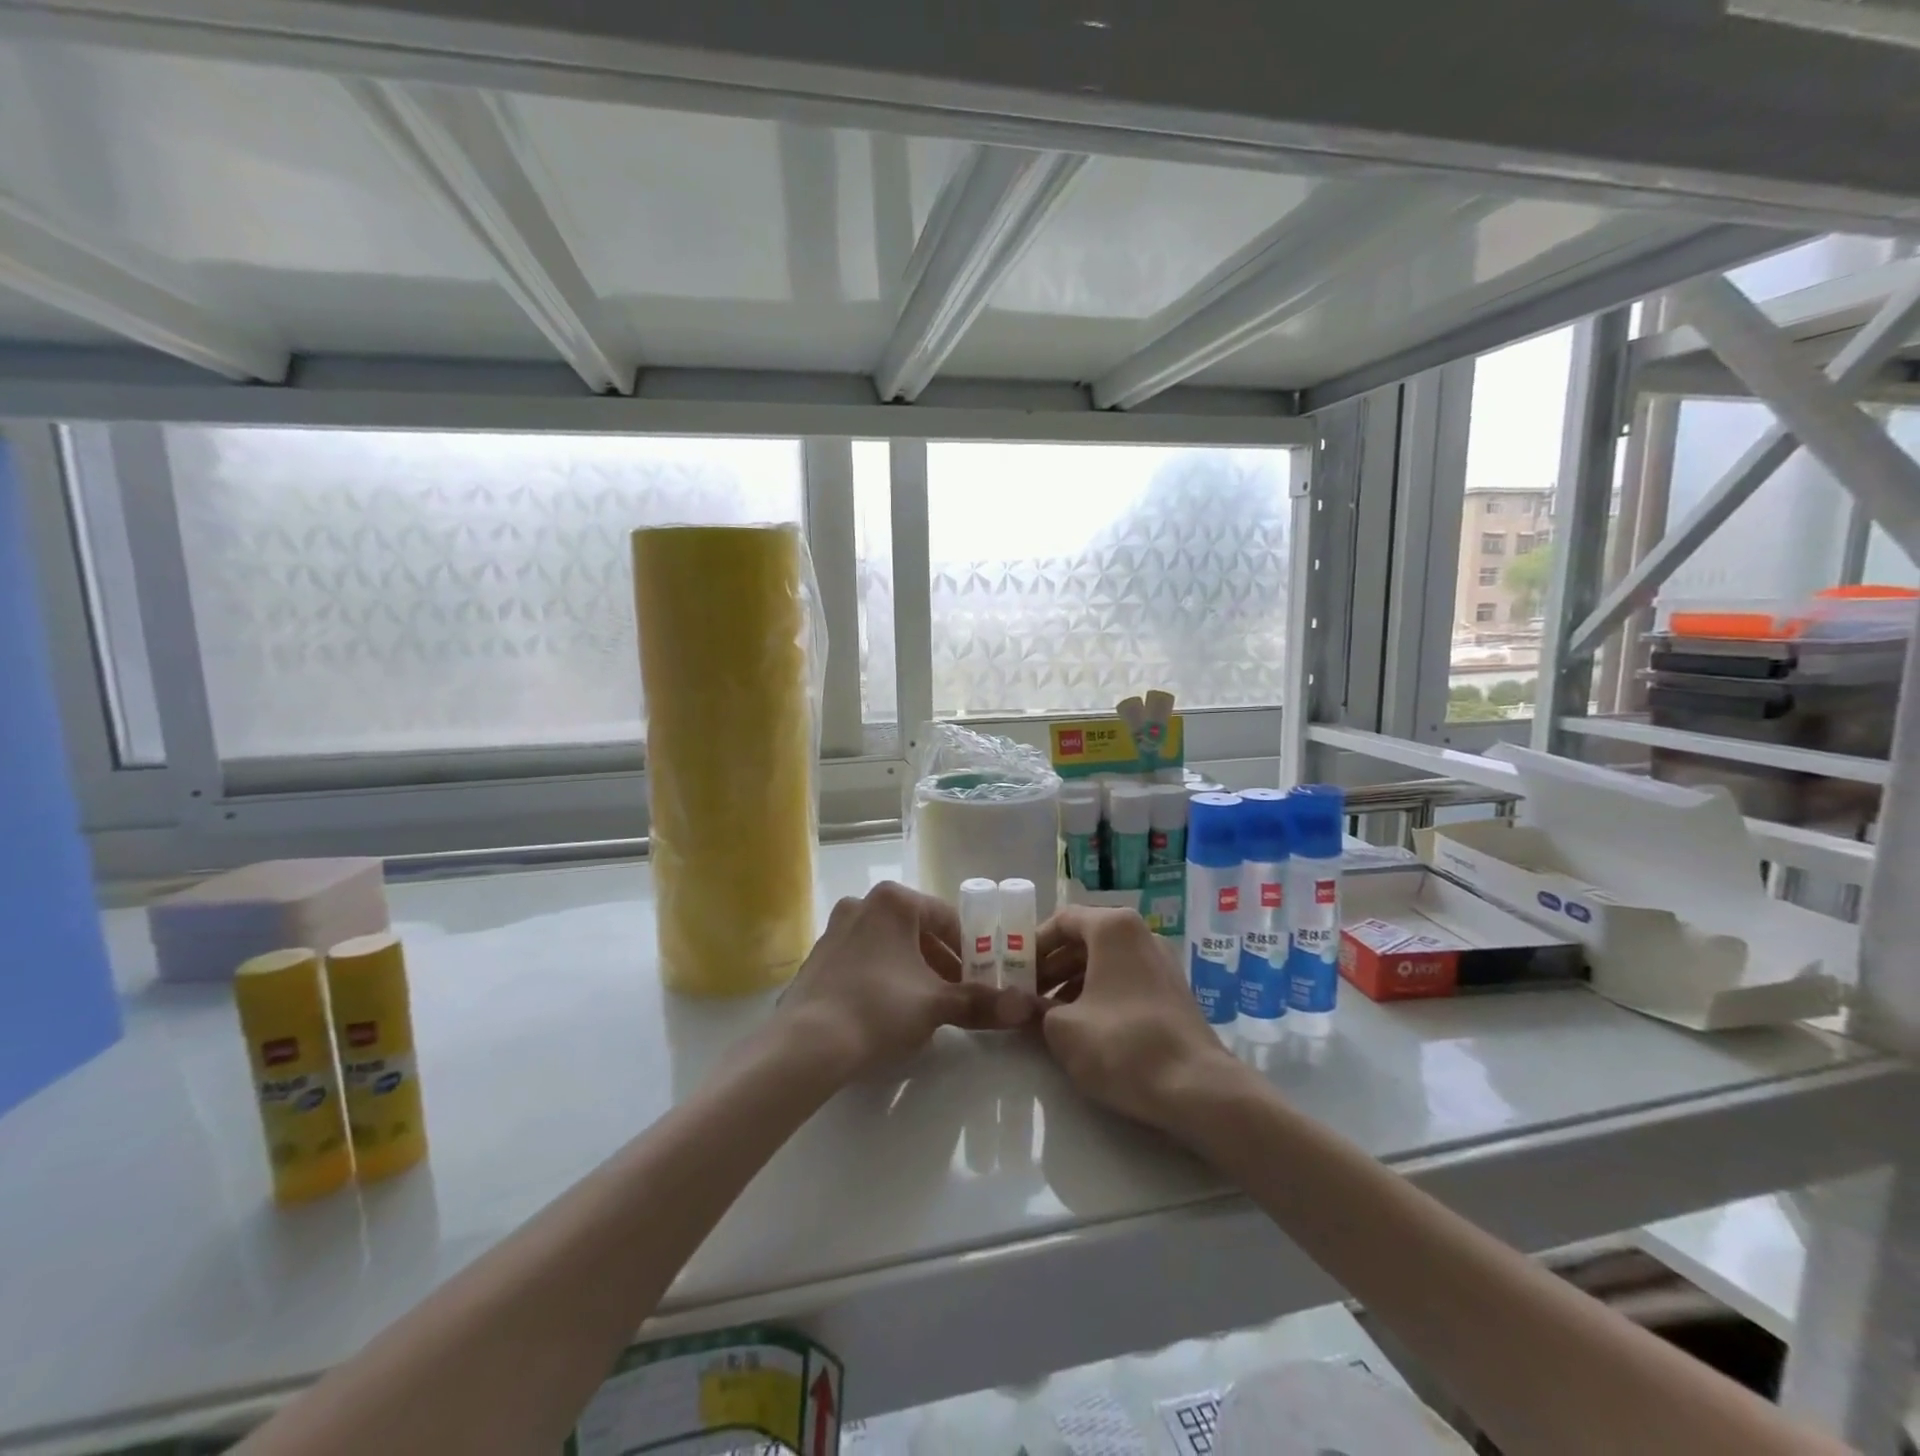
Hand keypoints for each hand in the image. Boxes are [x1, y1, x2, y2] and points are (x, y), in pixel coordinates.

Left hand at [776, 881, 1041, 1078]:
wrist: (806, 1044)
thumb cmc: (879, 1008)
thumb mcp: (936, 1004)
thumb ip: (981, 1002)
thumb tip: (1027, 1008)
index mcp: (894, 901)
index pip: (947, 919)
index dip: (970, 950)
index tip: (982, 978)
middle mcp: (862, 903)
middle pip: (917, 931)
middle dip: (941, 962)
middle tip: (957, 995)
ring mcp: (835, 929)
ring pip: (889, 946)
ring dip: (912, 971)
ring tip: (925, 1008)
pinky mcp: (817, 957)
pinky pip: (863, 960)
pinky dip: (882, 977)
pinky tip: (886, 1012)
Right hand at [1036, 906, 1246, 1135]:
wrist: (1197, 1089)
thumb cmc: (1122, 1045)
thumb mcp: (1062, 1029)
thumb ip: (1036, 1009)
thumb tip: (1022, 1006)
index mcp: (1113, 927)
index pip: (1063, 919)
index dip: (1034, 944)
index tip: (1014, 971)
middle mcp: (1141, 934)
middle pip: (1085, 939)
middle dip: (1052, 966)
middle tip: (1027, 994)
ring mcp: (1162, 962)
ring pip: (1106, 961)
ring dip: (1073, 982)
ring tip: (1050, 1015)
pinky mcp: (1174, 992)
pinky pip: (1126, 980)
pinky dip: (1100, 994)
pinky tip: (1085, 1027)